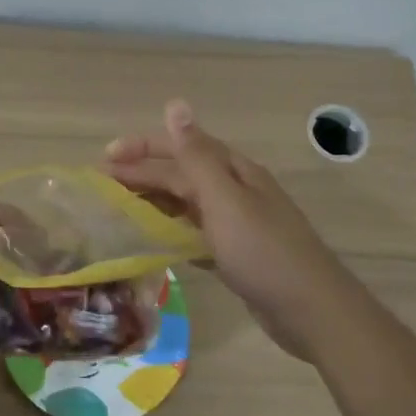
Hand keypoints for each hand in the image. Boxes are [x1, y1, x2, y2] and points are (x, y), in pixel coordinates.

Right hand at [103, 99, 351, 360]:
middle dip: (143, 175)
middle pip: (182, 175)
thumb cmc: (264, 252)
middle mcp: (236, 190)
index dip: (143, 147)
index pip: (181, 147)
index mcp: (234, 171)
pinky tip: (157, 242)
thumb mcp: (224, 200)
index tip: (106, 157)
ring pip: (188, 203)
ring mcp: (239, 223)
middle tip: (102, 184)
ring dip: (156, 201)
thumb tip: (174, 103)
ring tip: (122, 209)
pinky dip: (174, 232)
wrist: (312, 312)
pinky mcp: (239, 254)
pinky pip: (197, 233)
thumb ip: (195, 155)